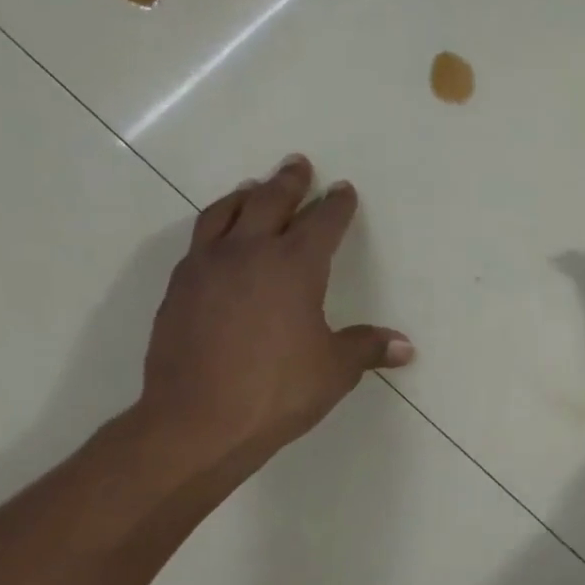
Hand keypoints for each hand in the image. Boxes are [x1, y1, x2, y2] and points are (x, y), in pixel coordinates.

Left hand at [137, 156, 411, 474]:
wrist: (199, 420)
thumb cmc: (279, 391)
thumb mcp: (335, 370)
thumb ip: (367, 348)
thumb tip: (405, 347)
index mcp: (294, 267)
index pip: (321, 224)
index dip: (336, 206)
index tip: (343, 190)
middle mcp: (248, 254)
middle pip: (269, 202)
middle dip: (289, 183)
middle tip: (298, 164)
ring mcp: (206, 268)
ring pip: (225, 213)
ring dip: (245, 195)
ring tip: (254, 187)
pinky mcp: (179, 289)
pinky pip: (201, 241)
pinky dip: (217, 226)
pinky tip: (220, 241)